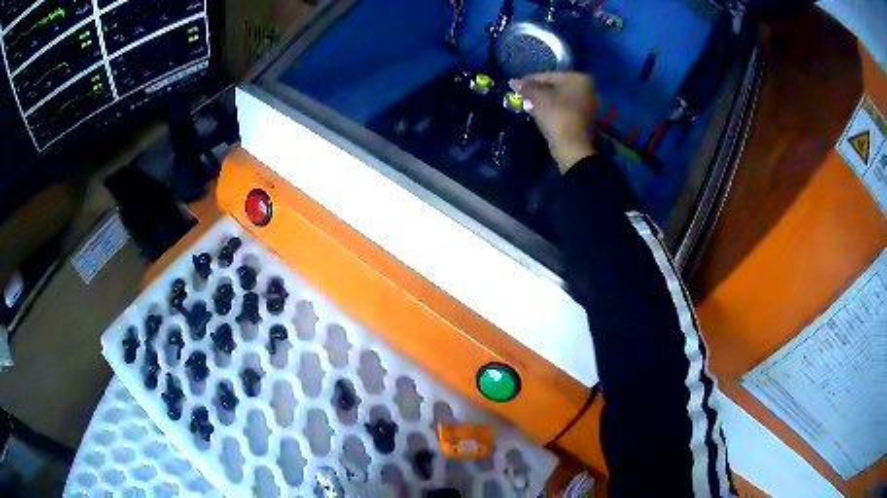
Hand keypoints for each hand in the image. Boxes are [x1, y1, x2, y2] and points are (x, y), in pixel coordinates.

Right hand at [510, 72, 597, 172]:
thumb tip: (514, 82)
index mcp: (578, 78)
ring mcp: (588, 104)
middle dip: (538, 90)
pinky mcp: (585, 118)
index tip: (515, 86)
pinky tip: (540, 113)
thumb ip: (526, 87)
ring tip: (528, 104)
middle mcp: (587, 88)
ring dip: (544, 100)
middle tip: (521, 95)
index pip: (548, 75)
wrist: (573, 147)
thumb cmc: (557, 115)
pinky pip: (565, 108)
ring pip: (560, 98)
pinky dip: (553, 109)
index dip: (529, 80)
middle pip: (556, 86)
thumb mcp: (538, 98)